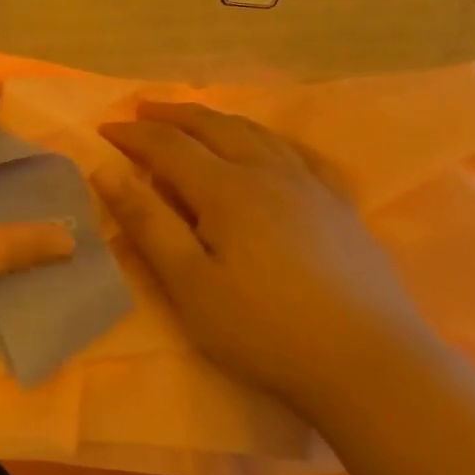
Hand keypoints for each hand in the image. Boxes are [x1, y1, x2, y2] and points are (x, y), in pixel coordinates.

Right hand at [96, 102, 431, 403]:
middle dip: (173, 115)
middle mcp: (268, 172)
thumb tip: (105, 171)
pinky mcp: (340, 207)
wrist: (370, 365)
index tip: (104, 130)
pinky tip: (270, 146)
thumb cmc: (264, 329)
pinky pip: (300, 153)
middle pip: (214, 126)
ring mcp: (311, 186)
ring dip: (217, 119)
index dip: (133, 135)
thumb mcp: (190, 284)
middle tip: (142, 110)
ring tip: (195, 119)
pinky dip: (270, 138)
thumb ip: (148, 223)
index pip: (168, 146)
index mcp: (226, 189)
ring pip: (257, 133)